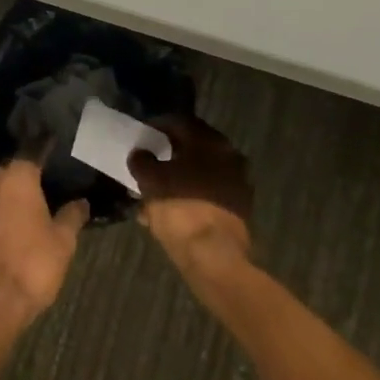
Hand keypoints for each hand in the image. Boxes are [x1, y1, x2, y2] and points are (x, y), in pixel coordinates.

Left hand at [0, 160, 88, 329]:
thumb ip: (72, 216)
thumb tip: (81, 202)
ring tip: (28, 216)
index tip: (57, 168)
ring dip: (7, 201)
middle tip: (45, 196)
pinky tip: (8, 235)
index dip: (45, 161)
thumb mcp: (64, 241)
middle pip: (10, 174)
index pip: (32, 156)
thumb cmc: (33, 264)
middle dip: (25, 182)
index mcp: (17, 178)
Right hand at [129, 115, 252, 277]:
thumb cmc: (181, 209)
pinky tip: (171, 211)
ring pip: (201, 172)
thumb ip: (142, 161)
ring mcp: (238, 183)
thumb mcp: (151, 181)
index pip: (180, 122)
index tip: (141, 135)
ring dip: (179, 176)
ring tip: (156, 190)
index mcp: (209, 142)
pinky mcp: (239, 208)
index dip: (157, 126)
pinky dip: (190, 196)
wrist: (215, 257)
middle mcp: (229, 156)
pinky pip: (208, 194)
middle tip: (149, 160)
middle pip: (193, 147)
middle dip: (169, 153)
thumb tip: (140, 153)